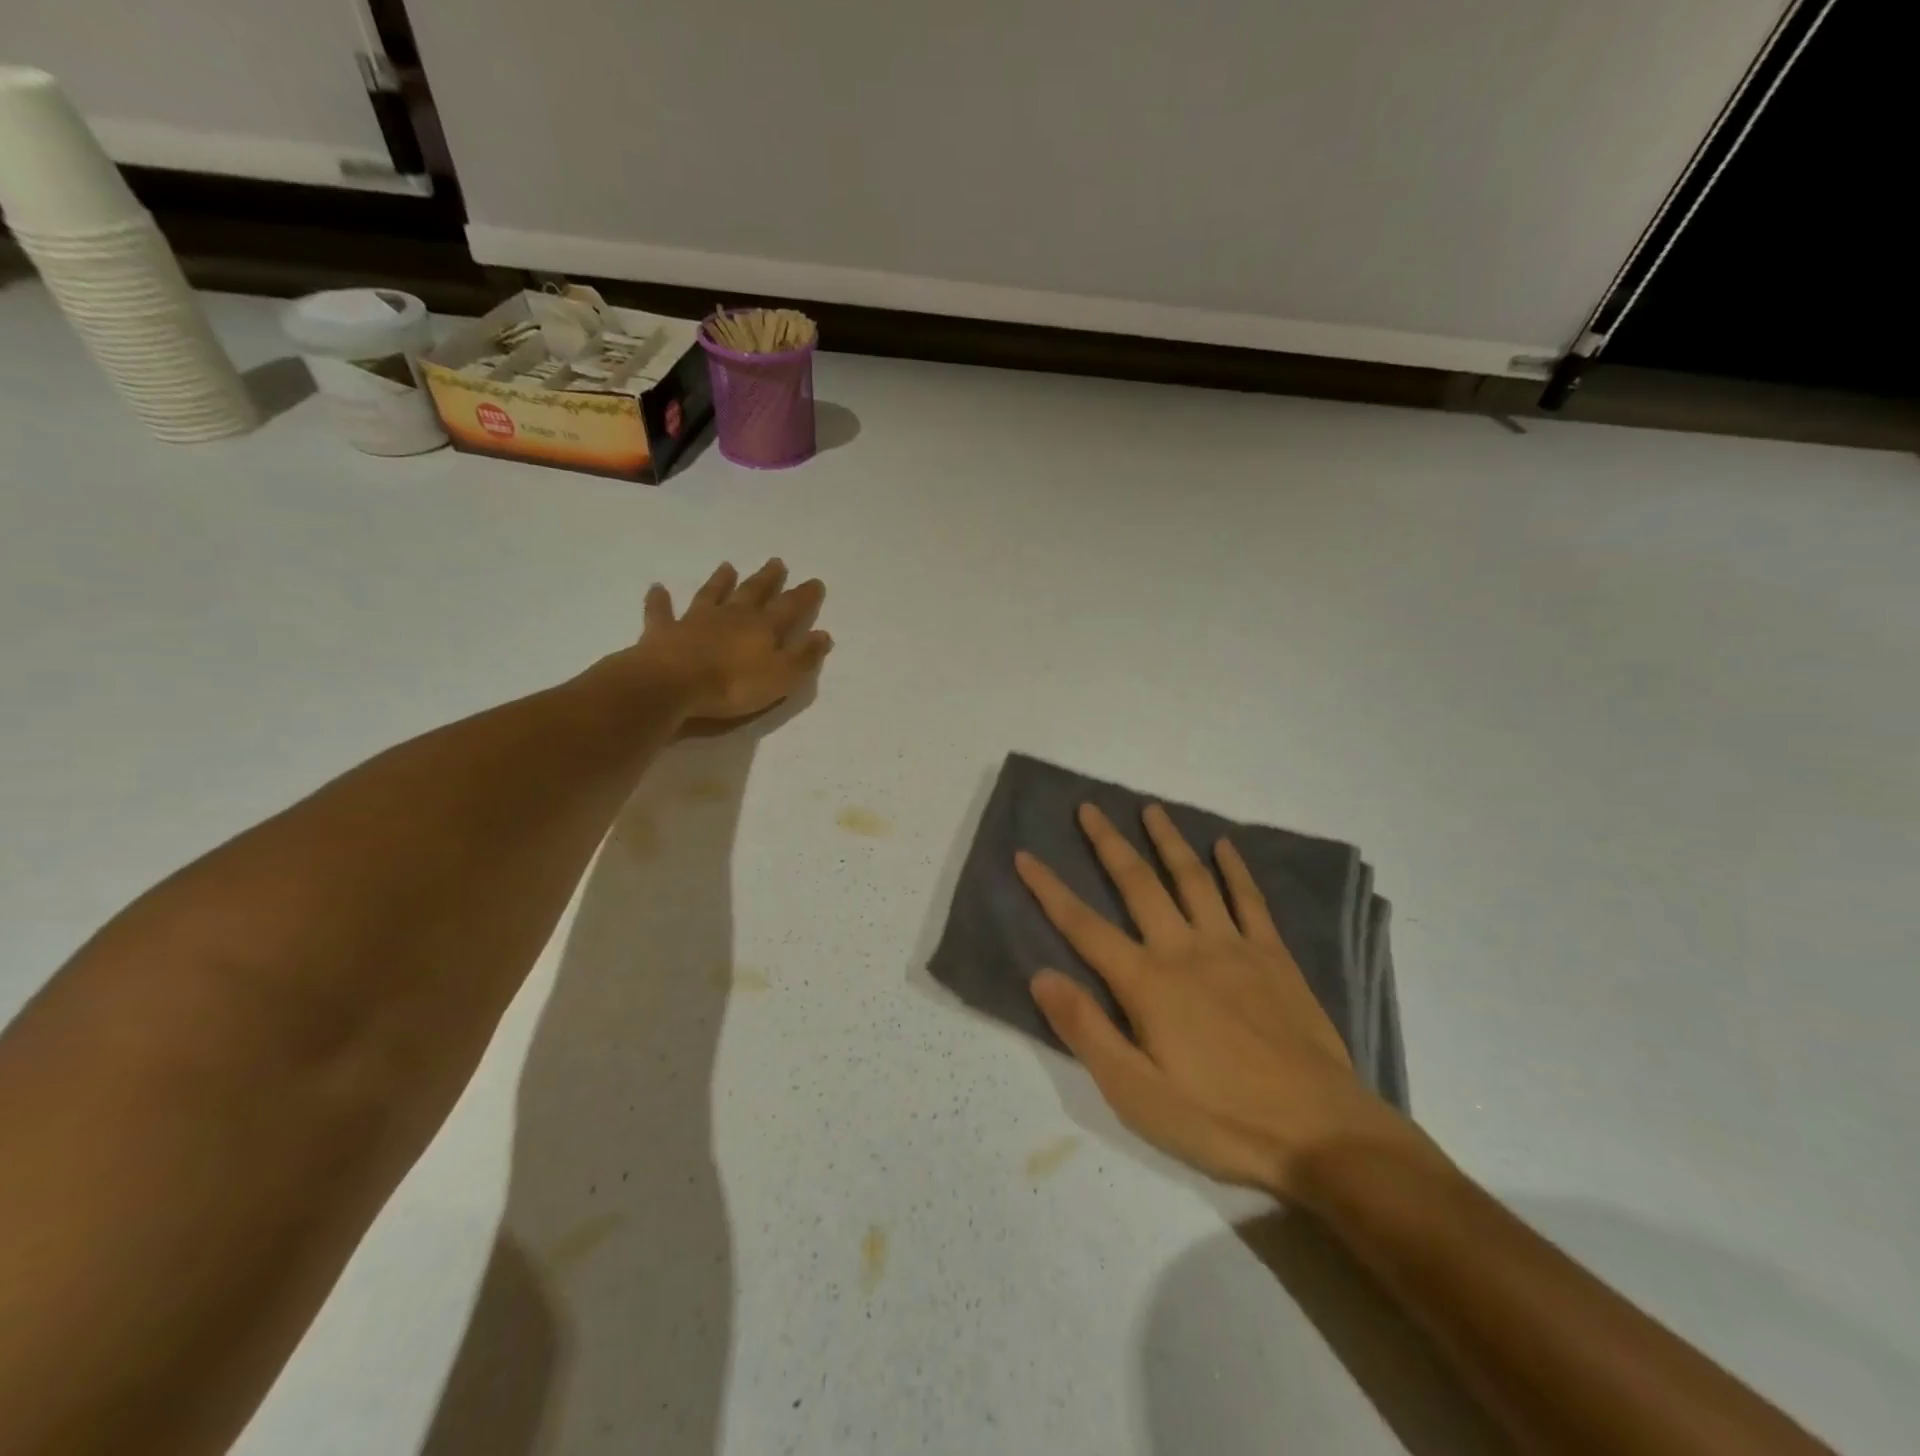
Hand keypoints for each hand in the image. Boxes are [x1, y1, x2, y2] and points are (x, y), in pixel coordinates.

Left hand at [630, 559, 831, 723]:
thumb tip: (823, 634)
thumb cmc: (733, 685)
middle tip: (776, 562)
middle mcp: (731, 616)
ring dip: (720, 581)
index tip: (815, 581)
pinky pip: (661, 612)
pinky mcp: (664, 631)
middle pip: (753, 593)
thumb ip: (804, 656)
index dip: (804, 596)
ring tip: (727, 566)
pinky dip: (659, 600)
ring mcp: (695, 621)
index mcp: (762, 628)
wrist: (673, 685)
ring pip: (711, 594)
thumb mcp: (782, 677)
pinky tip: (657, 588)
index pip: (789, 607)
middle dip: (767, 579)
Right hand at [1017, 803, 1422, 1196]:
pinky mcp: (1273, 956)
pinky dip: (1235, 868)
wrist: (1320, 1133)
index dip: (1049, 889)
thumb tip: (1041, 975)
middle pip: (1138, 884)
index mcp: (1146, 983)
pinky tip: (1224, 845)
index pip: (1084, 926)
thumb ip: (1086, 1030)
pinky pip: (1249, 899)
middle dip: (1109, 843)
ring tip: (1150, 809)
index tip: (1025, 855)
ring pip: (1192, 878)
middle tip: (1089, 807)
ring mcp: (1232, 947)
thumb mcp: (1136, 1094)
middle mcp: (1184, 949)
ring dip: (1168, 841)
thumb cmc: (1218, 1120)